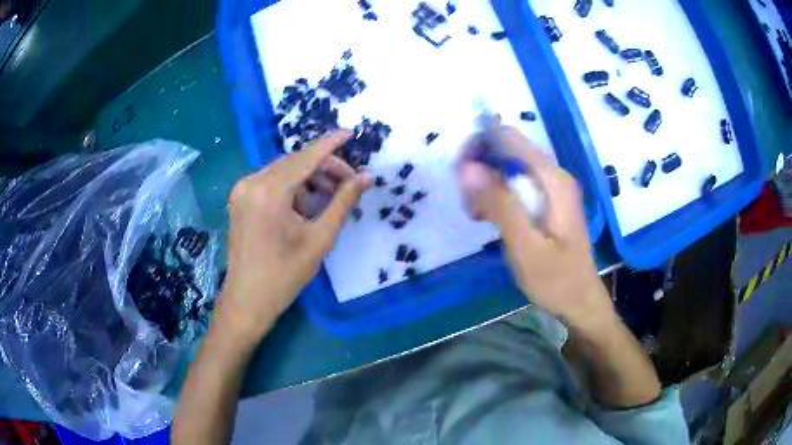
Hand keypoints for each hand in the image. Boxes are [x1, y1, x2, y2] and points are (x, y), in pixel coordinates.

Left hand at [219, 130, 372, 339]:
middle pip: (295, 161)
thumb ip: (343, 202)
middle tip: (349, 183)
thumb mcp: (319, 238)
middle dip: (324, 167)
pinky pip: (271, 182)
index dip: (331, 143)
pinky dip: (292, 187)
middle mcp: (251, 182)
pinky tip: (306, 205)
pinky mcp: (240, 199)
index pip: (306, 157)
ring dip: (309, 178)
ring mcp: (242, 189)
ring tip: (329, 197)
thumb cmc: (284, 275)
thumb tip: (367, 177)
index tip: (350, 132)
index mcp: (269, 192)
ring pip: (284, 171)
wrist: (247, 300)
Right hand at [458, 126, 611, 325]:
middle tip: (467, 204)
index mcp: (553, 180)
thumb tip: (468, 167)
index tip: (459, 176)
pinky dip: (497, 196)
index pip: (508, 138)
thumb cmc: (556, 280)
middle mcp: (554, 175)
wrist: (580, 302)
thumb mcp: (525, 247)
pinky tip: (488, 218)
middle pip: (507, 151)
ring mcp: (552, 188)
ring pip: (508, 167)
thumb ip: (499, 205)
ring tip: (476, 215)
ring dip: (485, 184)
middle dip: (480, 169)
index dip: (479, 147)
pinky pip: (515, 185)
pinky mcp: (547, 201)